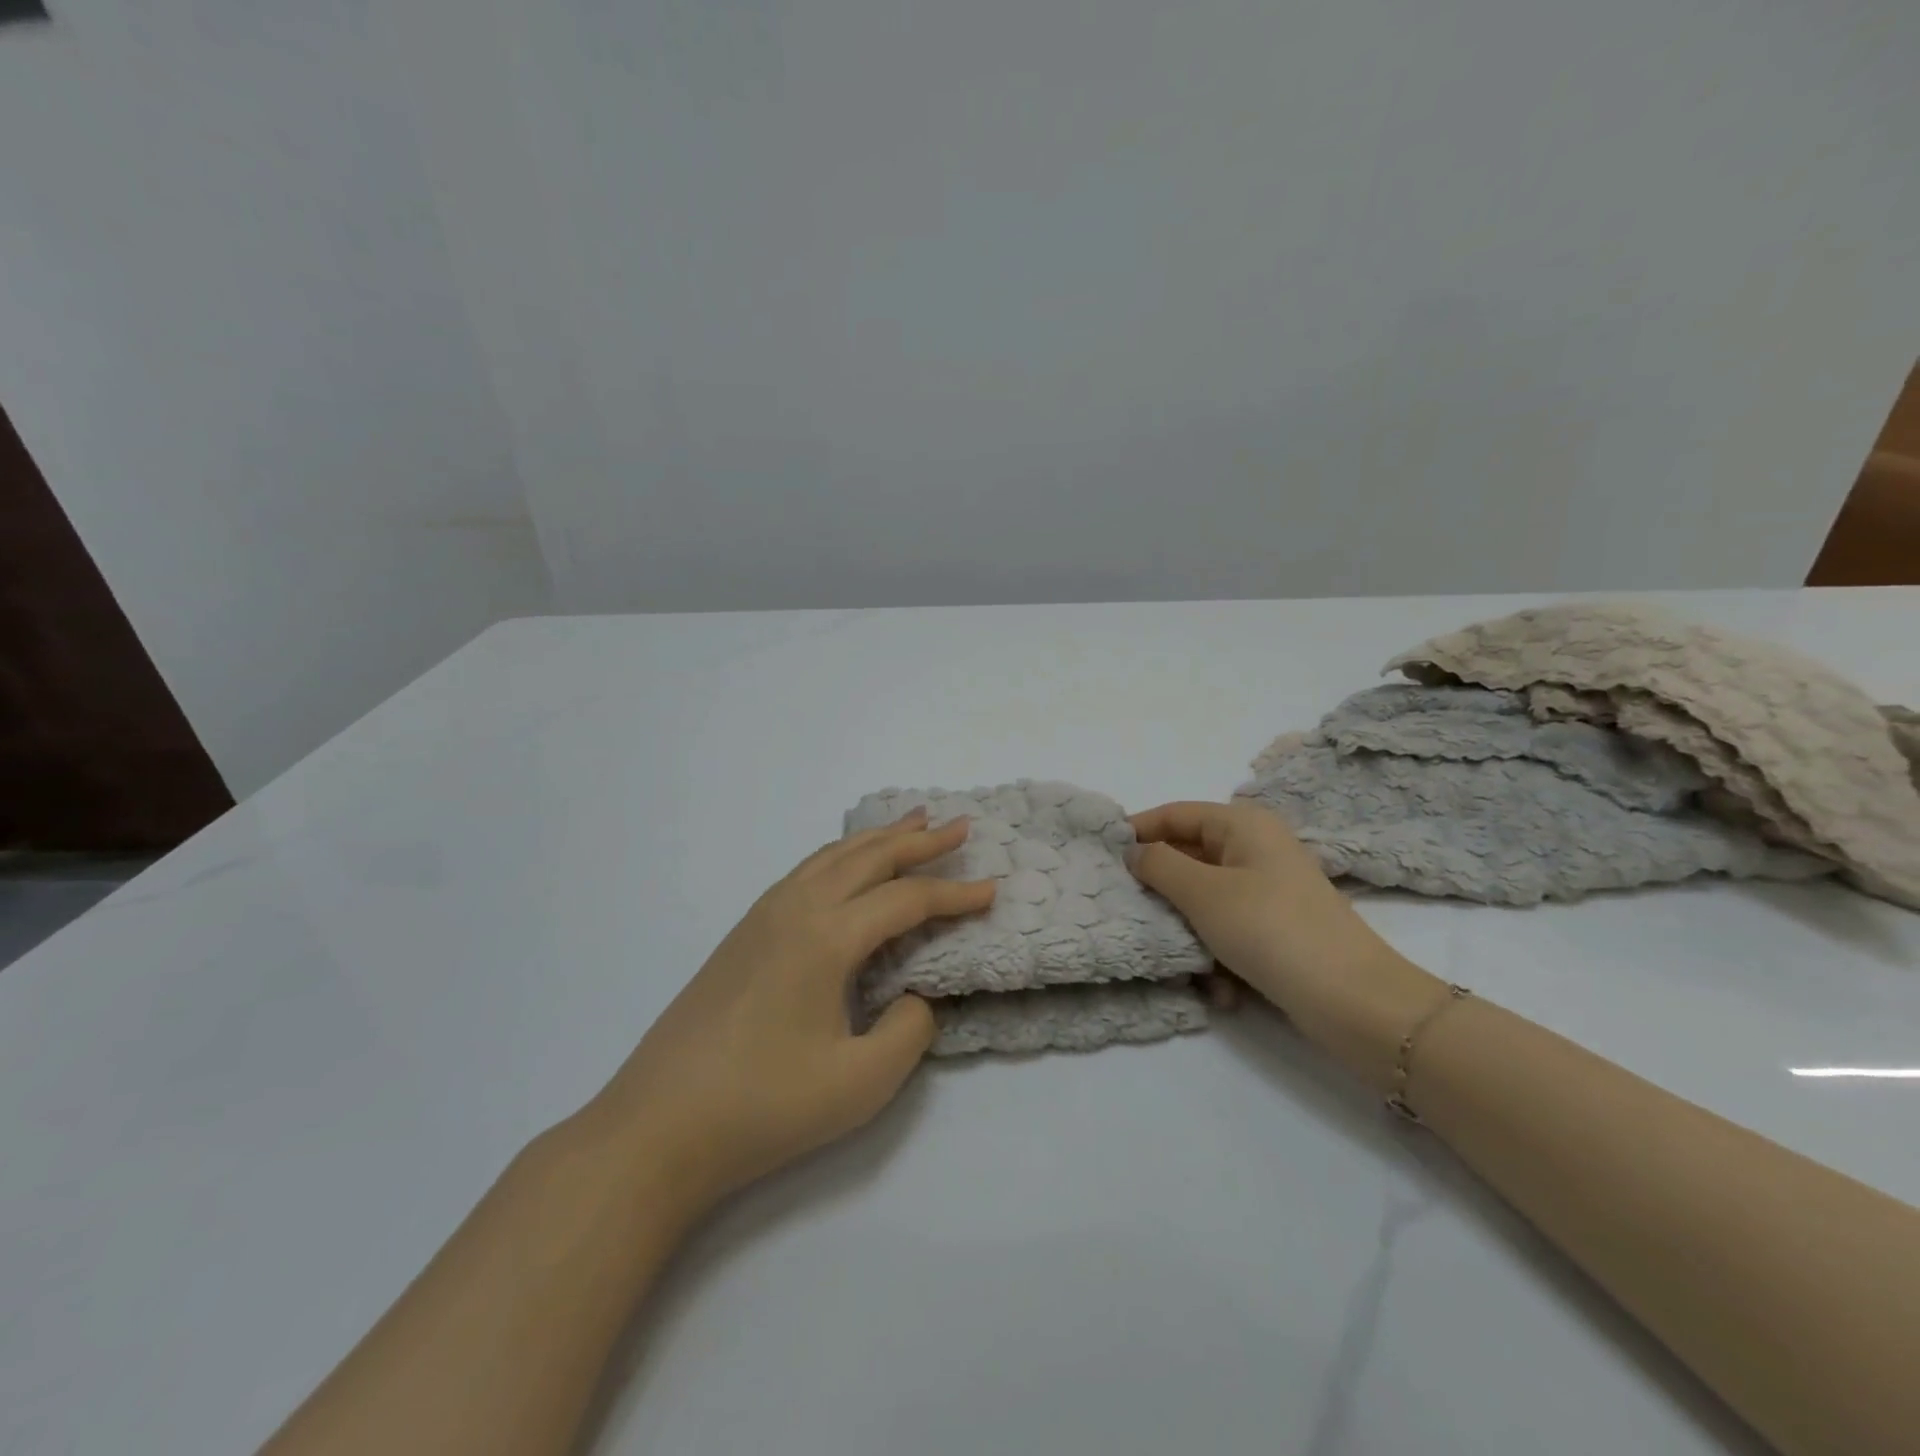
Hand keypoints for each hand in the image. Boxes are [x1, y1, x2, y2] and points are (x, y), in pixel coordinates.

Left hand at [588, 809, 992, 1210]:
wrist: (657, 1127)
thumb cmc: (764, 1106)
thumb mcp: (860, 1083)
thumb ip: (907, 1031)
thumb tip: (912, 997)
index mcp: (827, 936)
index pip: (906, 900)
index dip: (954, 895)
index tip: (993, 890)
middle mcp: (796, 908)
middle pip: (869, 858)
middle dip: (919, 840)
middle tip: (959, 826)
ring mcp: (763, 916)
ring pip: (832, 857)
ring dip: (877, 839)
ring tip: (912, 823)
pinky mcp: (743, 934)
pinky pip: (806, 872)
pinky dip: (841, 857)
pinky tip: (848, 867)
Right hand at [1127, 800, 1442, 1088]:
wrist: (1354, 1001)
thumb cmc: (1270, 930)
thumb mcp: (1203, 893)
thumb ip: (1159, 865)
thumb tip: (1134, 851)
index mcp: (1243, 825)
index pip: (1175, 814)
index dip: (1137, 830)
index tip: (1101, 854)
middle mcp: (1256, 849)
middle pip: (1189, 858)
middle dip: (1162, 892)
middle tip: (1132, 914)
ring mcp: (1268, 890)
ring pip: (1205, 901)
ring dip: (1190, 933)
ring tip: (1186, 964)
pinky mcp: (1276, 929)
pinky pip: (1229, 931)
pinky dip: (1218, 956)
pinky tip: (1221, 989)